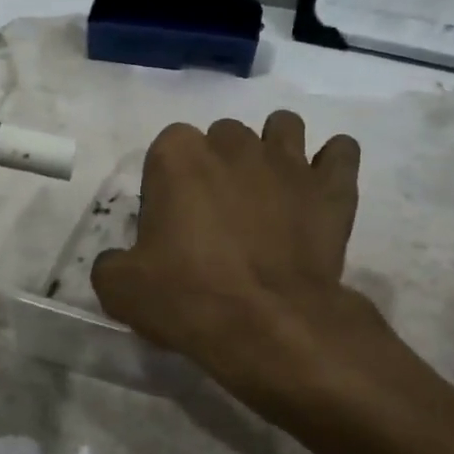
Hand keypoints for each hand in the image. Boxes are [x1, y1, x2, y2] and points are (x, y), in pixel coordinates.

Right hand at [91, 112, 376, 389]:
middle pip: (222, 137)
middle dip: (219, 166)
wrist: (269, 325)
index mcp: (178, 155)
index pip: (166, 151)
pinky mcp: (332, 187)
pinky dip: (332, 164)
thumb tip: (122, 259)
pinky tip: (319, 189)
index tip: (171, 225)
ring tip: (269, 192)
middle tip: (219, 217)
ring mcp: (288, 160)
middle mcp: (233, 144)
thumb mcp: (120, 288)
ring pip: (283, 128)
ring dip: (274, 150)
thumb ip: (112, 262)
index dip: (167, 186)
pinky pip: (342, 152)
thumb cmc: (188, 297)